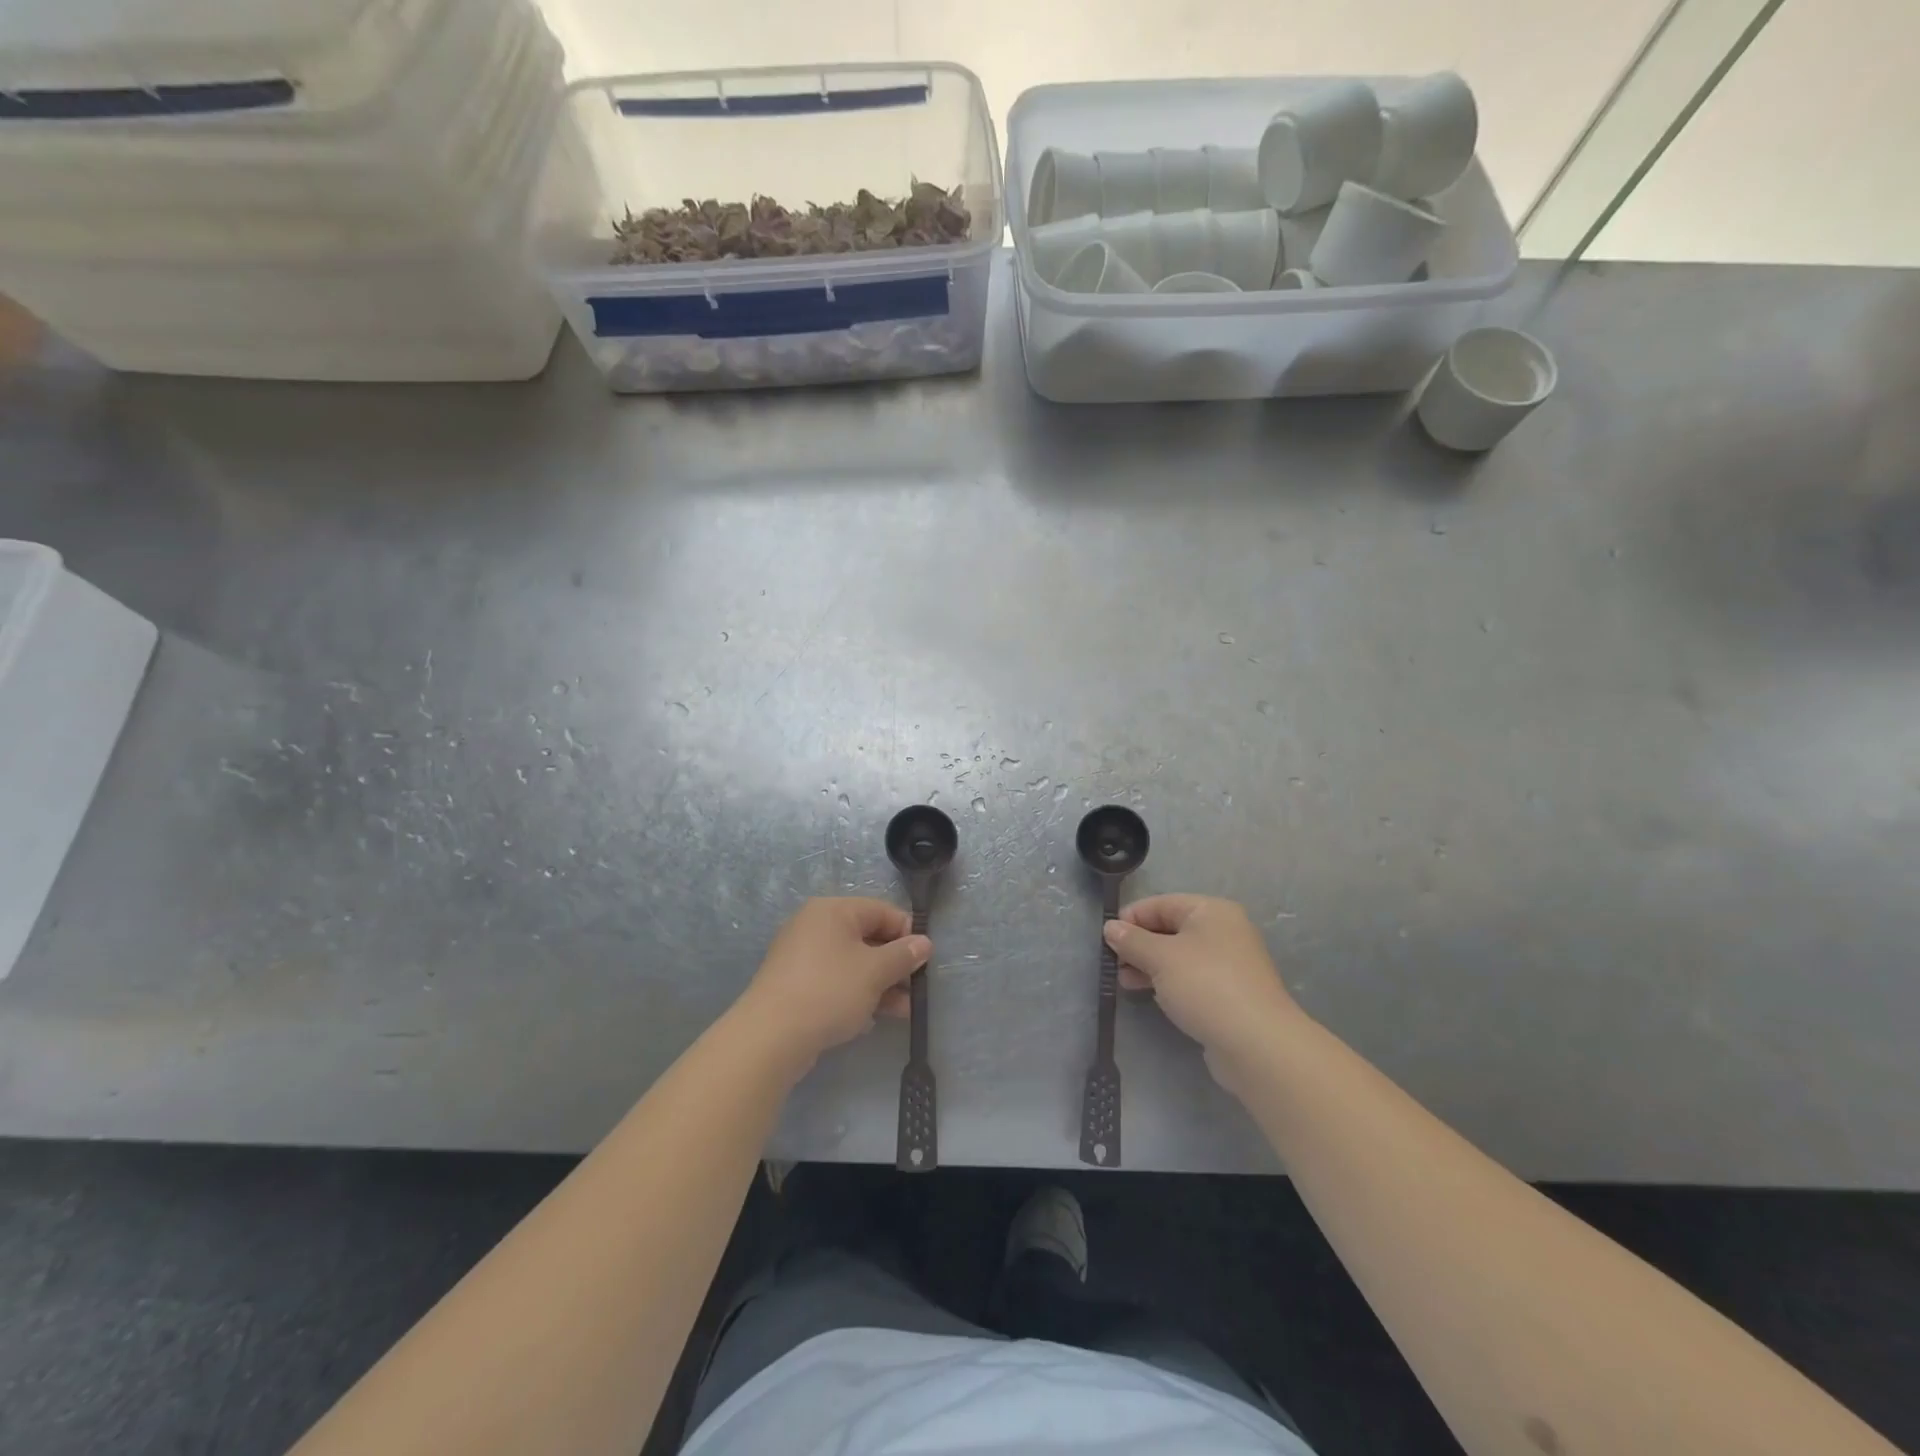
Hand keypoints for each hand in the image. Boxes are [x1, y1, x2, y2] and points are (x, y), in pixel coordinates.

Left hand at [740, 898, 930, 1067]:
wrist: (770, 1037)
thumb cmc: (829, 991)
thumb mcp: (875, 972)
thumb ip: (903, 955)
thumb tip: (924, 943)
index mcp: (833, 911)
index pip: (881, 911)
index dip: (907, 933)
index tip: (924, 960)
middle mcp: (815, 926)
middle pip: (866, 937)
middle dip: (894, 964)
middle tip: (916, 989)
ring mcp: (801, 956)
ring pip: (851, 963)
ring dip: (879, 984)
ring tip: (903, 1011)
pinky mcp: (794, 985)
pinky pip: (834, 982)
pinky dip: (855, 995)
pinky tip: (869, 1020)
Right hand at [1105, 895, 1301, 1085]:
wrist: (1257, 1044)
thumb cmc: (1206, 986)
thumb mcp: (1161, 958)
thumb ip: (1132, 940)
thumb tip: (1110, 928)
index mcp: (1211, 911)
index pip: (1161, 903)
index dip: (1131, 917)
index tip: (1106, 937)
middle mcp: (1224, 931)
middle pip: (1170, 929)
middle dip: (1139, 944)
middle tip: (1112, 962)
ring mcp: (1229, 964)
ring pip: (1179, 956)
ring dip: (1149, 965)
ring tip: (1123, 981)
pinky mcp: (1229, 994)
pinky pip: (1190, 978)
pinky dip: (1168, 982)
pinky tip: (1150, 995)